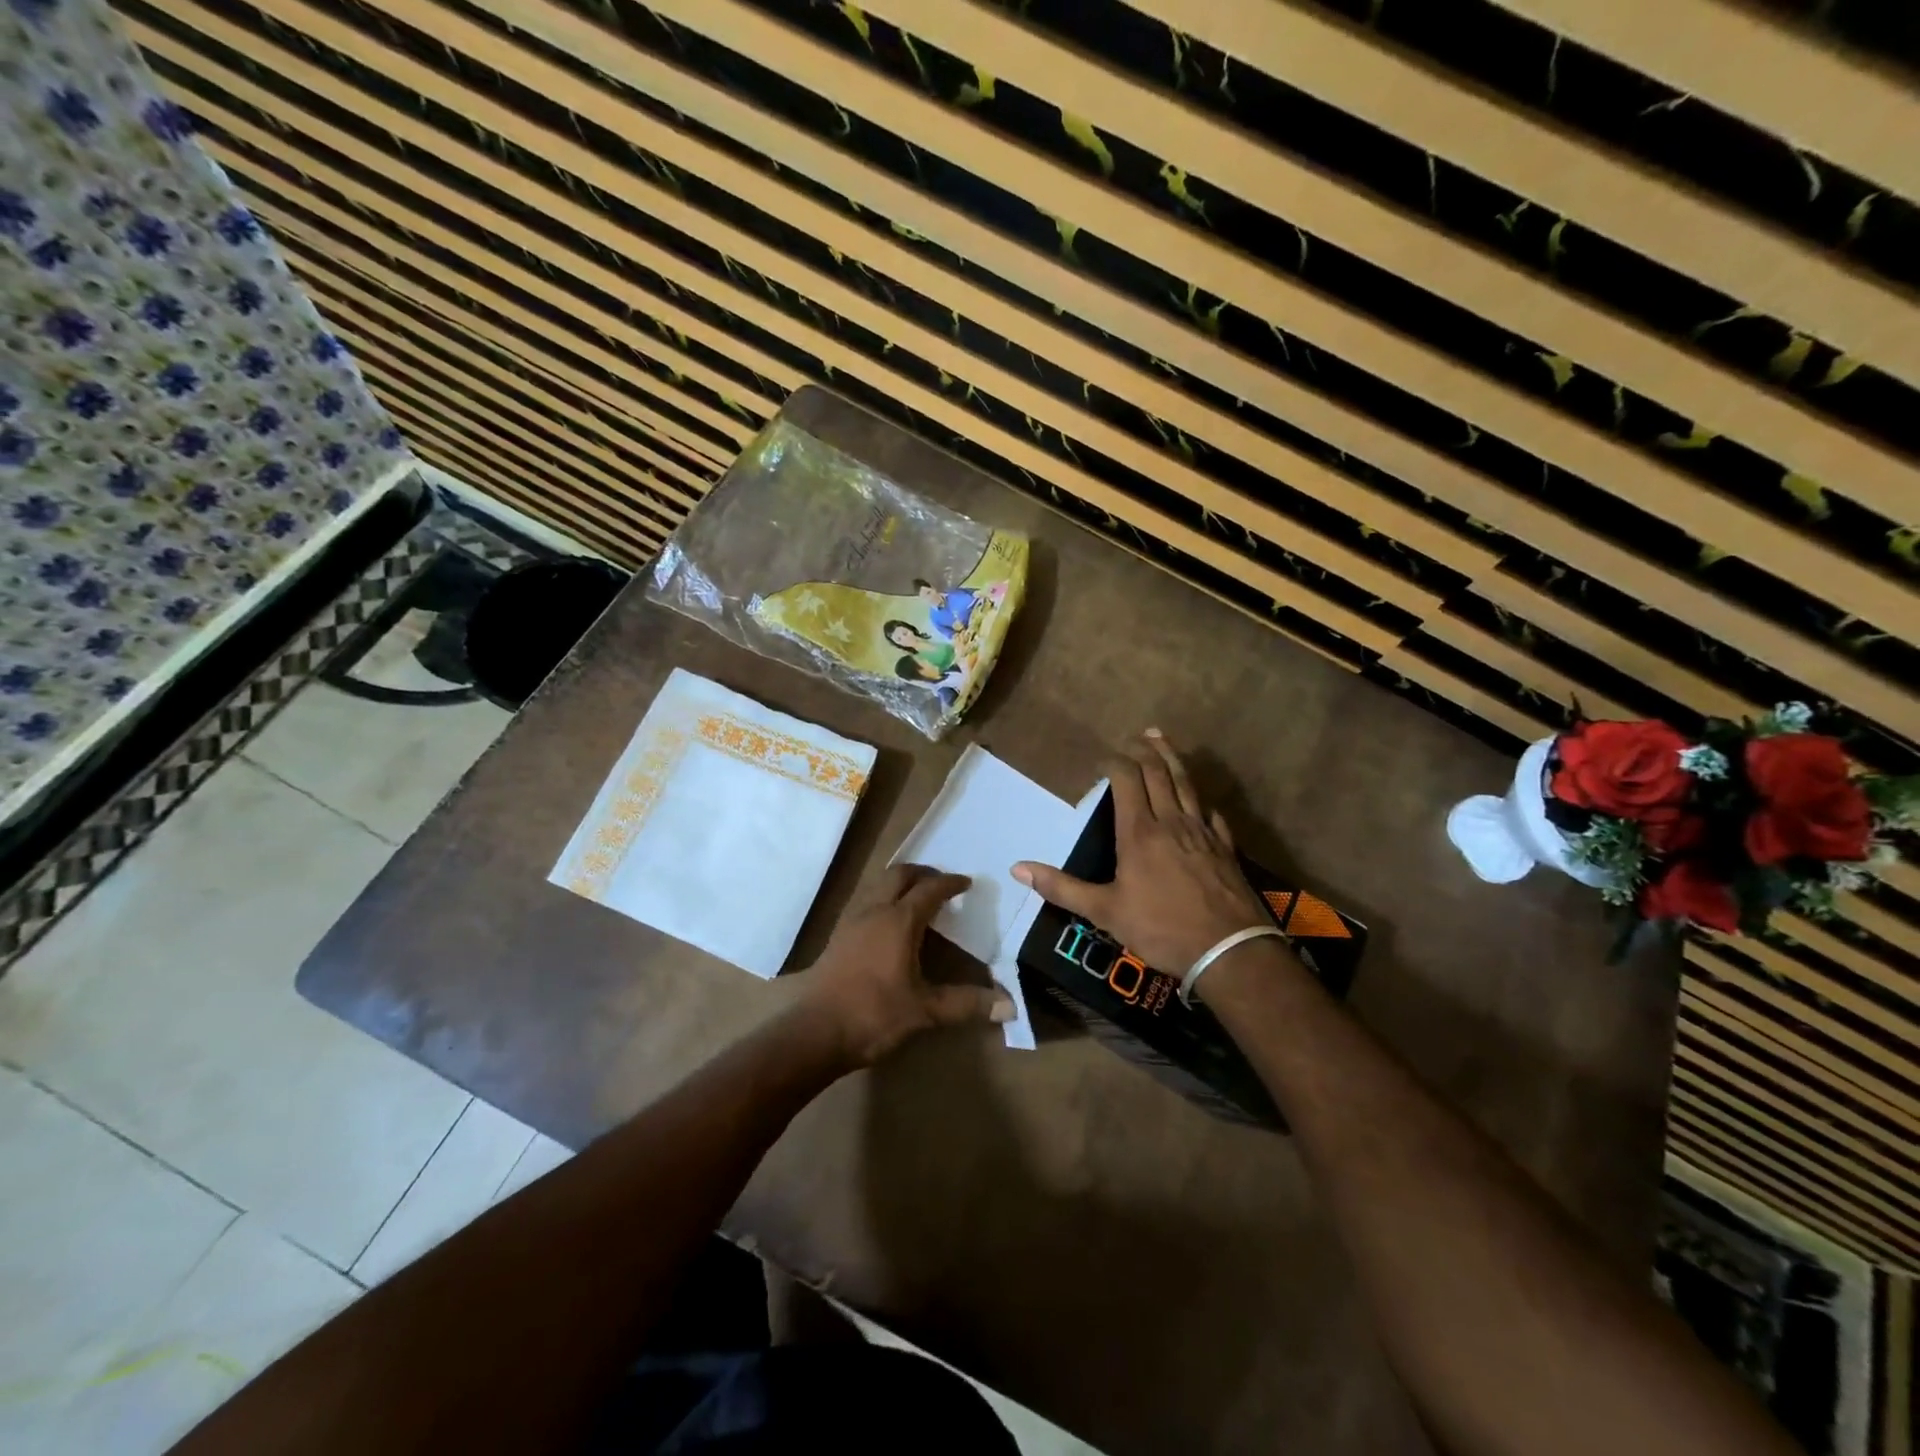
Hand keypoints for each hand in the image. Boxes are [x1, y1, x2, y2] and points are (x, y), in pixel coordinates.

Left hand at [799, 864, 1015, 1067]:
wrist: (816, 1032)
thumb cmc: (874, 1015)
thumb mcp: (925, 1011)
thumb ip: (966, 1004)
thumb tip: (1010, 1007)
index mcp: (898, 921)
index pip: (929, 890)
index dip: (950, 883)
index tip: (967, 883)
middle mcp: (874, 911)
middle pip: (899, 875)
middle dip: (923, 873)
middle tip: (942, 883)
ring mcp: (851, 921)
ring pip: (878, 885)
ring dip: (900, 883)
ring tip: (917, 897)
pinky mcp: (837, 935)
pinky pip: (865, 901)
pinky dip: (883, 898)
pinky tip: (889, 923)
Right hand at [1014, 731, 1273, 976]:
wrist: (1228, 950)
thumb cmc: (1161, 928)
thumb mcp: (1104, 912)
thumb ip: (1062, 888)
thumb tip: (1017, 869)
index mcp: (1139, 832)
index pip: (1127, 780)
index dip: (1114, 763)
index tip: (1102, 760)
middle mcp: (1171, 822)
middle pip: (1159, 773)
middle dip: (1145, 751)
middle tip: (1137, 736)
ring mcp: (1202, 832)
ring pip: (1187, 784)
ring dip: (1173, 760)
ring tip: (1164, 741)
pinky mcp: (1225, 848)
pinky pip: (1211, 814)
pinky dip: (1201, 801)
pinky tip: (1201, 801)